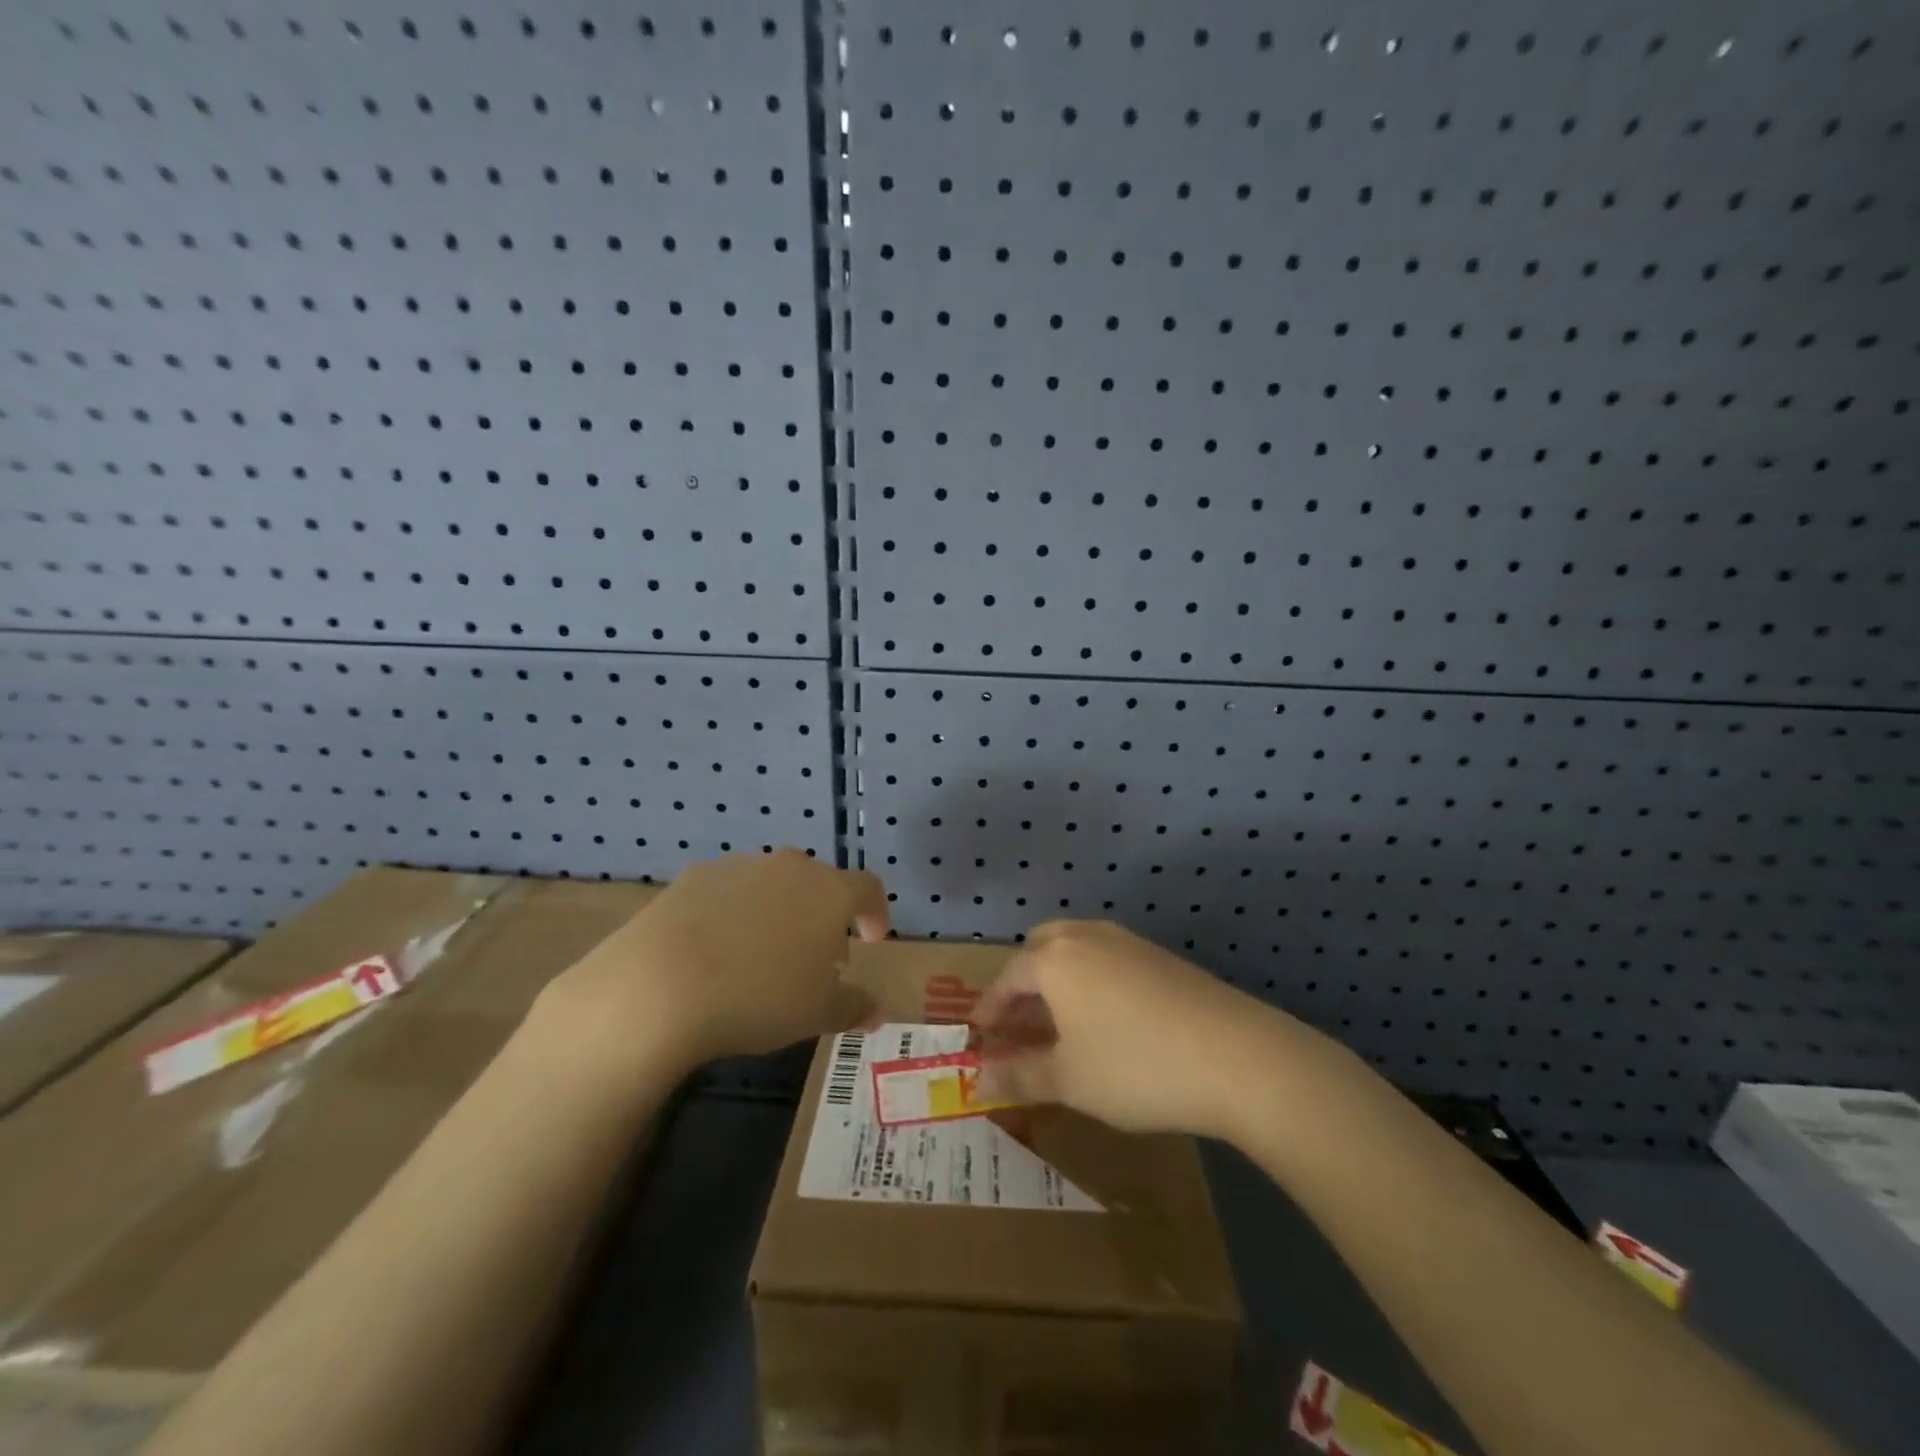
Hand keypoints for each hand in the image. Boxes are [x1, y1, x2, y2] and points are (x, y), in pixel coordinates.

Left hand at [535, 850, 889, 1079]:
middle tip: (817, 959)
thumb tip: (877, 1012)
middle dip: (824, 917)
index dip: (875, 913)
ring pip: (773, 885)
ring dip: (780, 913)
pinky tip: (718, 951)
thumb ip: (853, 1007)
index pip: (868, 889)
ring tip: (764, 956)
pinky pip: (729, 892)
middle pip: (819, 884)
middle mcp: (790, 867)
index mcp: (830, 891)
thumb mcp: (817, 1013)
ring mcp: (739, 866)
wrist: (660, 985)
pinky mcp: (694, 877)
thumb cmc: (759, 997)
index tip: (871, 940)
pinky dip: (735, 914)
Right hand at [972, 920, 1302, 1139]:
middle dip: (1023, 983)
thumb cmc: (1135, 1066)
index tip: (979, 1035)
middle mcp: (1086, 937)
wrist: (1237, 1056)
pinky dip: (1091, 980)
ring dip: (1058, 980)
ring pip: (1076, 949)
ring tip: (1059, 1023)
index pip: (1008, 977)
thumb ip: (1019, 1075)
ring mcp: (1128, 942)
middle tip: (1019, 1022)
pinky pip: (1107, 959)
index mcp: (1055, 959)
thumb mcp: (1069, 1080)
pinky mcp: (1161, 957)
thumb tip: (979, 1078)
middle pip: (1040, 948)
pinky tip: (1106, 1020)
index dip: (990, 1008)